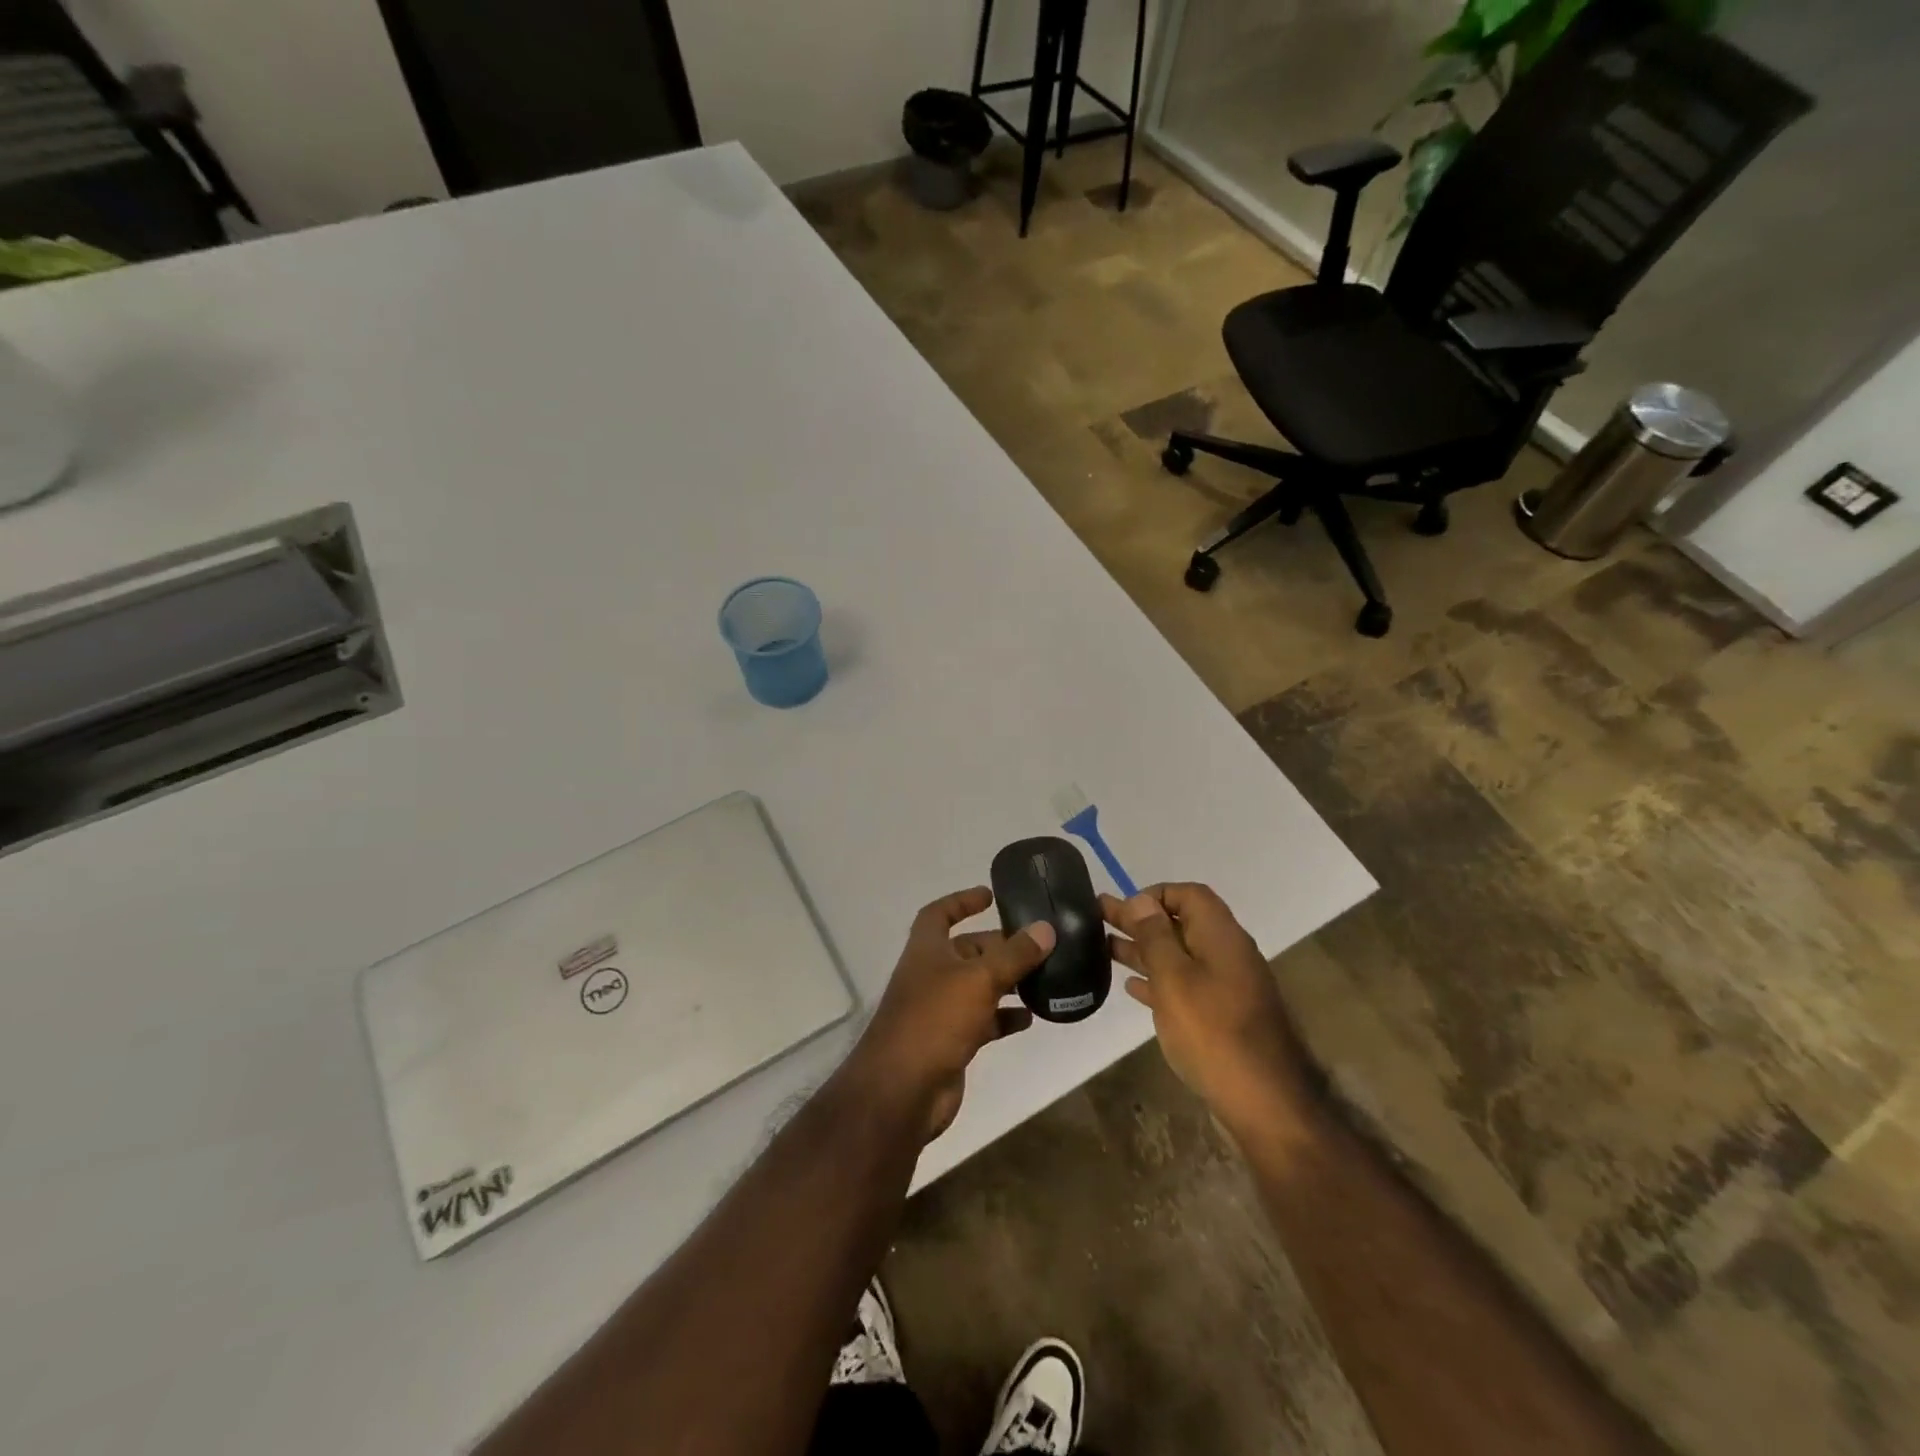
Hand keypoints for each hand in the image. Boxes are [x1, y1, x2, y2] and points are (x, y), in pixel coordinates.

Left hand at [843, 887, 1054, 1143]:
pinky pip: (984, 1020)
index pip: (939, 913)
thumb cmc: (935, 1019)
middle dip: (1000, 946)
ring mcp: (941, 1010)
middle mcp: (932, 974)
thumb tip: (1046, 929)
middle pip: (968, 951)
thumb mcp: (979, 979)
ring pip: (979, 986)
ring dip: (1007, 982)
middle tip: (1040, 944)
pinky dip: (1005, 1017)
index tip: (990, 896)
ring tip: (1045, 978)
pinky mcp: (952, 1041)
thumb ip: (1014, 955)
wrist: (903, 1090)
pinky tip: (1031, 1018)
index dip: (962, 901)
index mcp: (927, 950)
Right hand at [1104, 884, 1310, 1136]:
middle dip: (1140, 920)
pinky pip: (1185, 985)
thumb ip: (1155, 937)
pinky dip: (1158, 980)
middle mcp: (1227, 954)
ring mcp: (1227, 987)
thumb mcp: (1175, 979)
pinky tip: (1132, 987)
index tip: (1123, 908)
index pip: (1189, 895)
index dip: (1155, 894)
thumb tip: (1142, 900)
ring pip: (1180, 956)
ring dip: (1144, 949)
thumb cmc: (1213, 1032)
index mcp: (1220, 936)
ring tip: (1105, 948)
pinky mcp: (1222, 1017)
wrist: (1265, 1103)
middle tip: (1098, 917)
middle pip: (1180, 924)